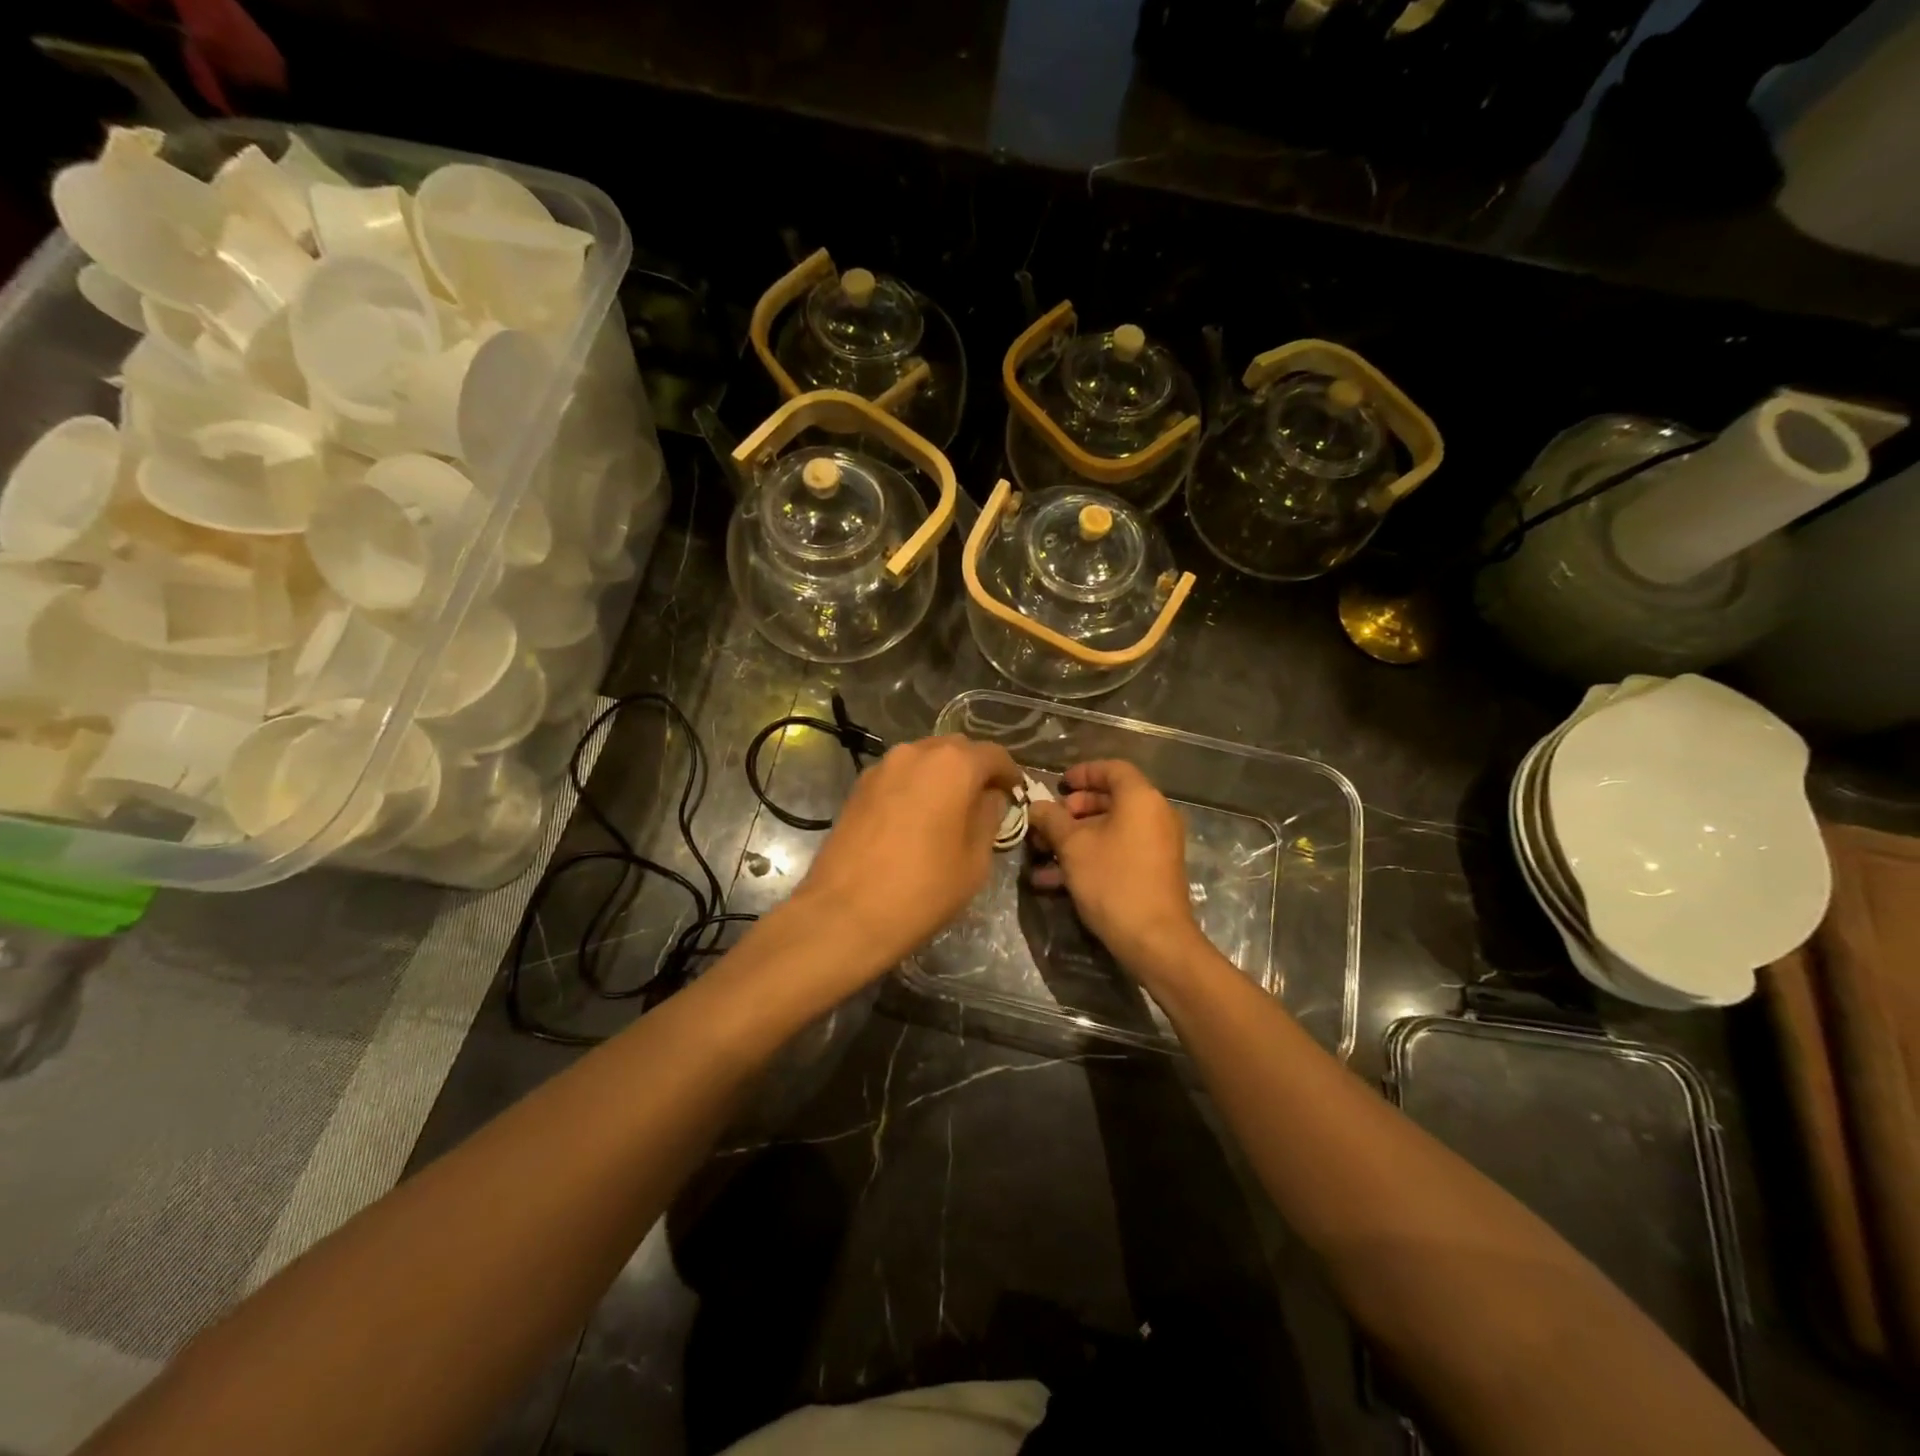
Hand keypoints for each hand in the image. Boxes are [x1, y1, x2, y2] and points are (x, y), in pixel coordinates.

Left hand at [795, 734, 1022, 968]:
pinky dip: (915, 787)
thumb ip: (988, 818)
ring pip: (924, 760)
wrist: (844, 913)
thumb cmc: (922, 889)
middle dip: (974, 770)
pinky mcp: (858, 786)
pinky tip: (917, 818)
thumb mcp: (975, 860)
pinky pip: (899, 776)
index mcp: (953, 764)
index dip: (1009, 774)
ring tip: (950, 810)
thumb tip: (990, 798)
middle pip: (956, 749)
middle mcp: (916, 752)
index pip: (993, 754)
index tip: (1015, 794)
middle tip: (985, 801)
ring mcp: (882, 767)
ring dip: (942, 776)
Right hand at [1027, 760, 1207, 975]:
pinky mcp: (1153, 871)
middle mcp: (1155, 815)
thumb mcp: (1073, 847)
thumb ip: (1052, 820)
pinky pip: (1118, 851)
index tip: (1058, 785)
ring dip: (1075, 838)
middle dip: (1073, 811)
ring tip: (1042, 854)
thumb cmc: (1113, 881)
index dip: (1083, 772)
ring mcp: (1157, 845)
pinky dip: (1090, 856)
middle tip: (1047, 823)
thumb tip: (1037, 806)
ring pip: (1110, 829)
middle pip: (1110, 800)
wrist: (1154, 939)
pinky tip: (1053, 880)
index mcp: (1141, 799)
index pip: (1112, 769)